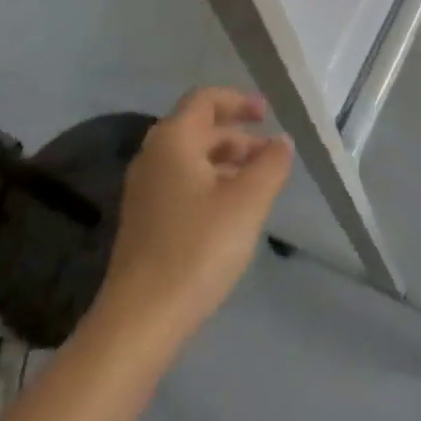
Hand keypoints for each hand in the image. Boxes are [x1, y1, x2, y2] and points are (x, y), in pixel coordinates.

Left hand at [99, 87, 293, 336]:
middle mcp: (153, 158)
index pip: (205, 99)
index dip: (238, 100)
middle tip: (272, 154)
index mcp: (173, 141)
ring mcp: (144, 192)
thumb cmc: (197, 248)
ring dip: (227, 162)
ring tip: (260, 183)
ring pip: (192, 159)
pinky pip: (182, 184)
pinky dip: (211, 183)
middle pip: (199, 129)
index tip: (268, 114)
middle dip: (238, 135)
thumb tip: (281, 142)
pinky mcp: (145, 222)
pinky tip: (233, 211)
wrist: (140, 320)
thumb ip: (270, 164)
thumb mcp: (248, 201)